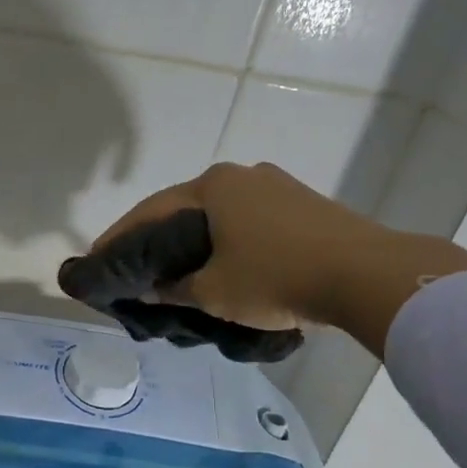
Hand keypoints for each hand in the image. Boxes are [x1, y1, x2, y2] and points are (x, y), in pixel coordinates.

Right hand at [83, 162, 383, 331]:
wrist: (369, 275)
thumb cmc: (278, 277)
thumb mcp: (215, 291)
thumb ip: (175, 289)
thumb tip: (152, 291)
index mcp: (213, 186)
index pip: (150, 212)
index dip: (121, 238)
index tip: (98, 258)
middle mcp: (242, 176)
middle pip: (184, 209)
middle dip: (158, 239)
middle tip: (136, 267)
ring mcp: (277, 187)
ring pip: (220, 216)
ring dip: (195, 241)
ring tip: (178, 271)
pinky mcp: (304, 206)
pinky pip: (249, 222)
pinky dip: (228, 242)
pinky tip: (224, 266)